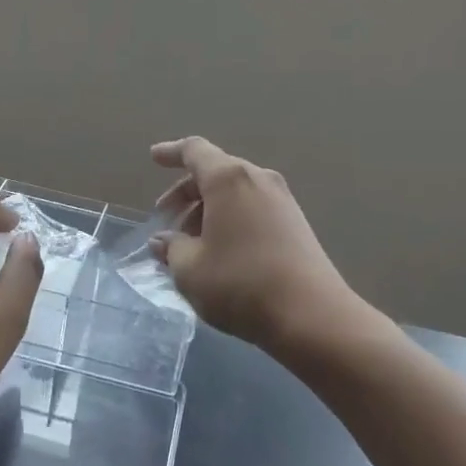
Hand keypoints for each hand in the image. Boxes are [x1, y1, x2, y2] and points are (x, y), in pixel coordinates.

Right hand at [150, 137, 357, 352]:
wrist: (311, 315)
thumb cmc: (240, 283)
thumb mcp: (190, 270)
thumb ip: (171, 248)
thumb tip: (163, 240)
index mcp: (228, 178)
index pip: (194, 150)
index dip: (171, 152)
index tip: (154, 157)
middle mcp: (257, 178)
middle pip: (215, 171)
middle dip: (186, 192)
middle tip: (167, 220)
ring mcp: (282, 199)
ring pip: (235, 192)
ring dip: (208, 209)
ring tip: (191, 243)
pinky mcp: (296, 222)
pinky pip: (253, 207)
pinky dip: (231, 219)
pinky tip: (221, 251)